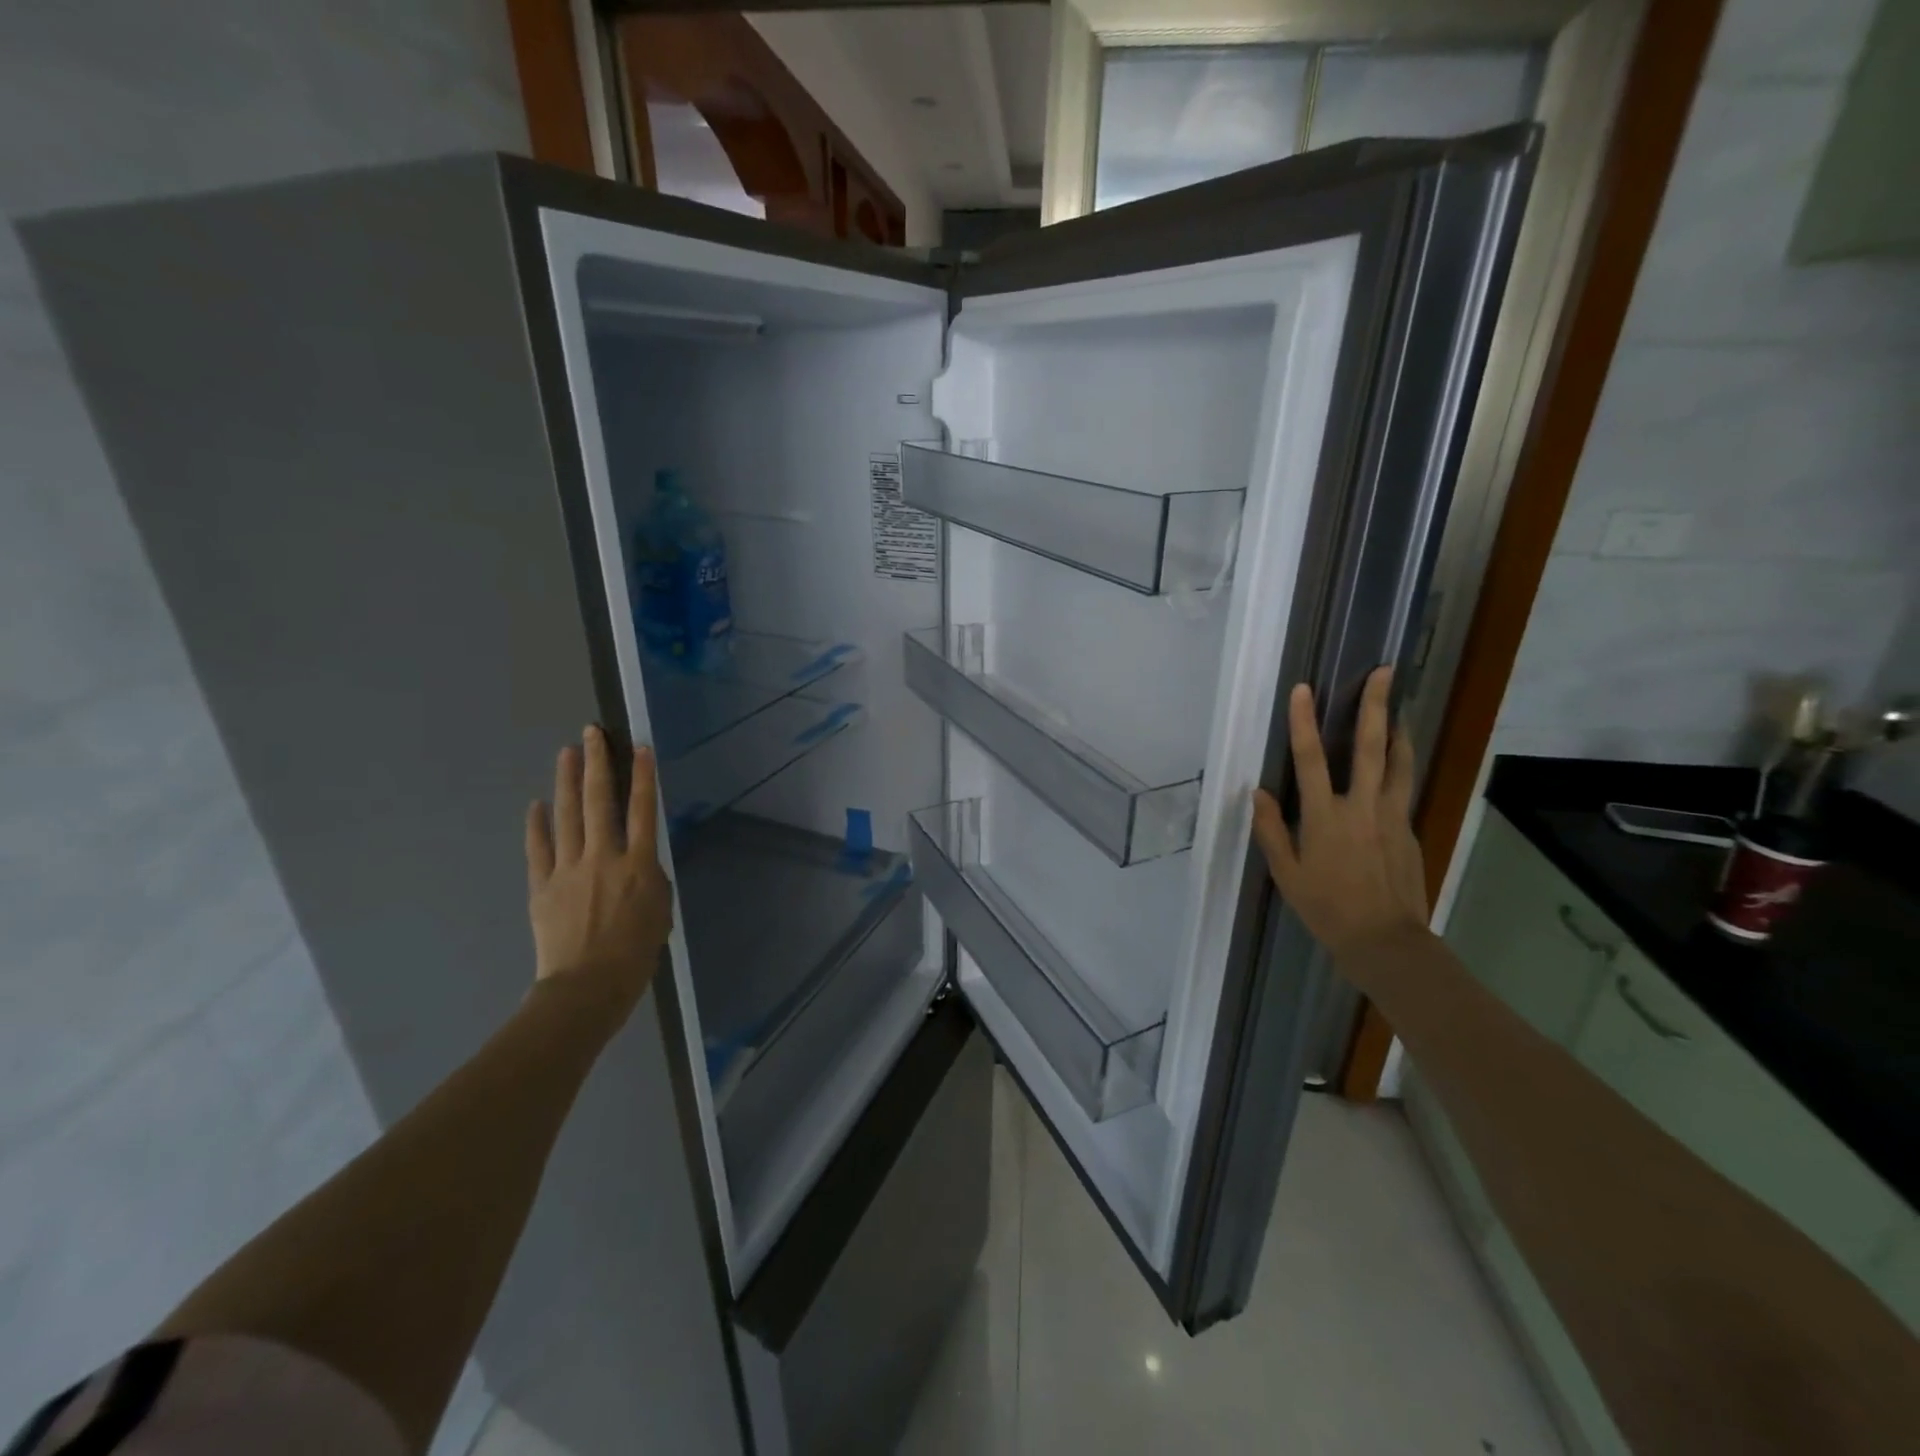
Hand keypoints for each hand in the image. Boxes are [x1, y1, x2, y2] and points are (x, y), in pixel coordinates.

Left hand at [525, 727, 672, 1018]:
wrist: (587, 987)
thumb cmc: (636, 953)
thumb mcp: (660, 910)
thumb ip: (649, 877)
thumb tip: (637, 859)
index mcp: (638, 864)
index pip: (642, 809)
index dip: (642, 776)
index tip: (639, 747)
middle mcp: (603, 857)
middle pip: (599, 801)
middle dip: (597, 763)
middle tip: (592, 733)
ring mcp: (568, 869)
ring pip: (567, 815)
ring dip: (567, 781)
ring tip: (567, 752)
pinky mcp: (542, 886)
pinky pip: (539, 848)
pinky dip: (537, 824)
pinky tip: (537, 805)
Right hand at [1251, 666, 1428, 964]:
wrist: (1385, 940)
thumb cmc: (1326, 908)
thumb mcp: (1286, 873)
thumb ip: (1270, 830)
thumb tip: (1258, 792)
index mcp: (1324, 817)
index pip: (1311, 759)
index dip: (1304, 722)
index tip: (1303, 689)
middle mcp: (1361, 807)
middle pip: (1371, 747)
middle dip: (1375, 706)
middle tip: (1384, 671)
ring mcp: (1391, 816)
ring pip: (1399, 762)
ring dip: (1398, 728)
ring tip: (1399, 704)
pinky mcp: (1408, 829)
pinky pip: (1404, 787)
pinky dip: (1401, 764)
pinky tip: (1398, 758)